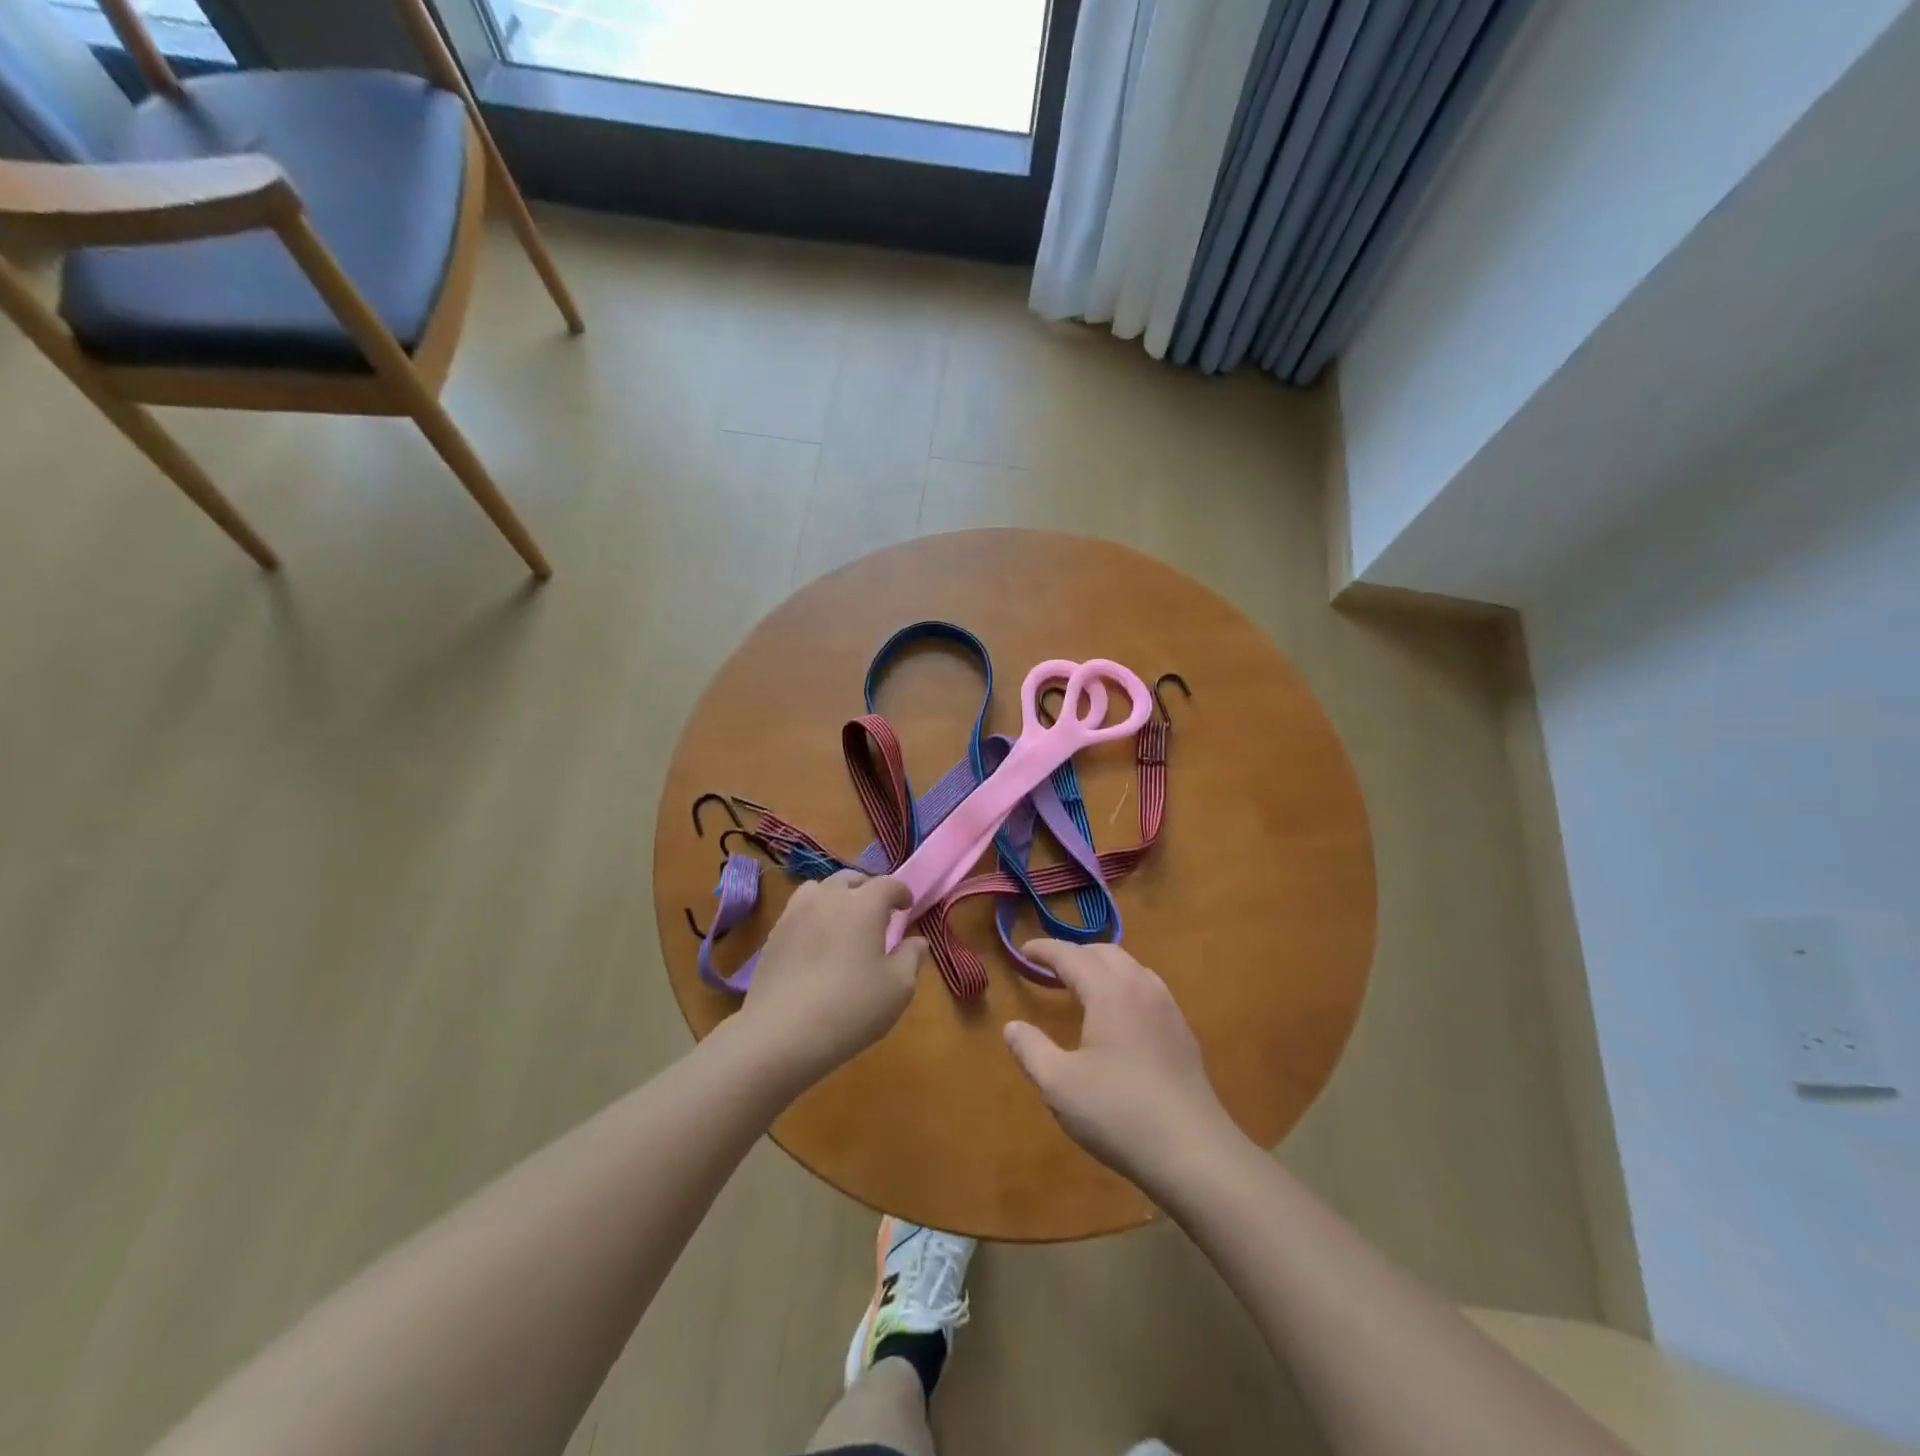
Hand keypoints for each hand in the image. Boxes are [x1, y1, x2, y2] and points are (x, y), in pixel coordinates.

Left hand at [736, 872, 926, 1088]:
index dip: (901, 892)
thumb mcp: (898, 988)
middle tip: (877, 912)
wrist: (781, 1033)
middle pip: (850, 879)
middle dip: (868, 889)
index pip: (887, 884)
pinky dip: (812, 914)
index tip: (907, 906)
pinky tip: (816, 941)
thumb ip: (912, 957)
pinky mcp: (774, 934)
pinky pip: (798, 910)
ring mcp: (796, 913)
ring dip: (836, 896)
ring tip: (842, 920)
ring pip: (819, 888)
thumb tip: (917, 941)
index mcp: (864, 905)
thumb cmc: (850, 1007)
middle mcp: (829, 898)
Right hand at [1004, 941, 1240, 1187]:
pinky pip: (1149, 989)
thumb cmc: (1118, 1113)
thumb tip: (1012, 1026)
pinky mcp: (1183, 1033)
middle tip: (1050, 968)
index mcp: (1109, 992)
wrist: (1194, 1152)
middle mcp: (1141, 988)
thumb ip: (1031, 1050)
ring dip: (1103, 966)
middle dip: (1075, 953)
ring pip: (1132, 968)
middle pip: (1105, 952)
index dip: (1045, 950)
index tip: (1024, 951)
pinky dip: (1125, 985)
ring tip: (1083, 986)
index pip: (1071, 955)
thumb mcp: (1059, 1085)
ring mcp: (1168, 1009)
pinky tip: (1120, 1016)